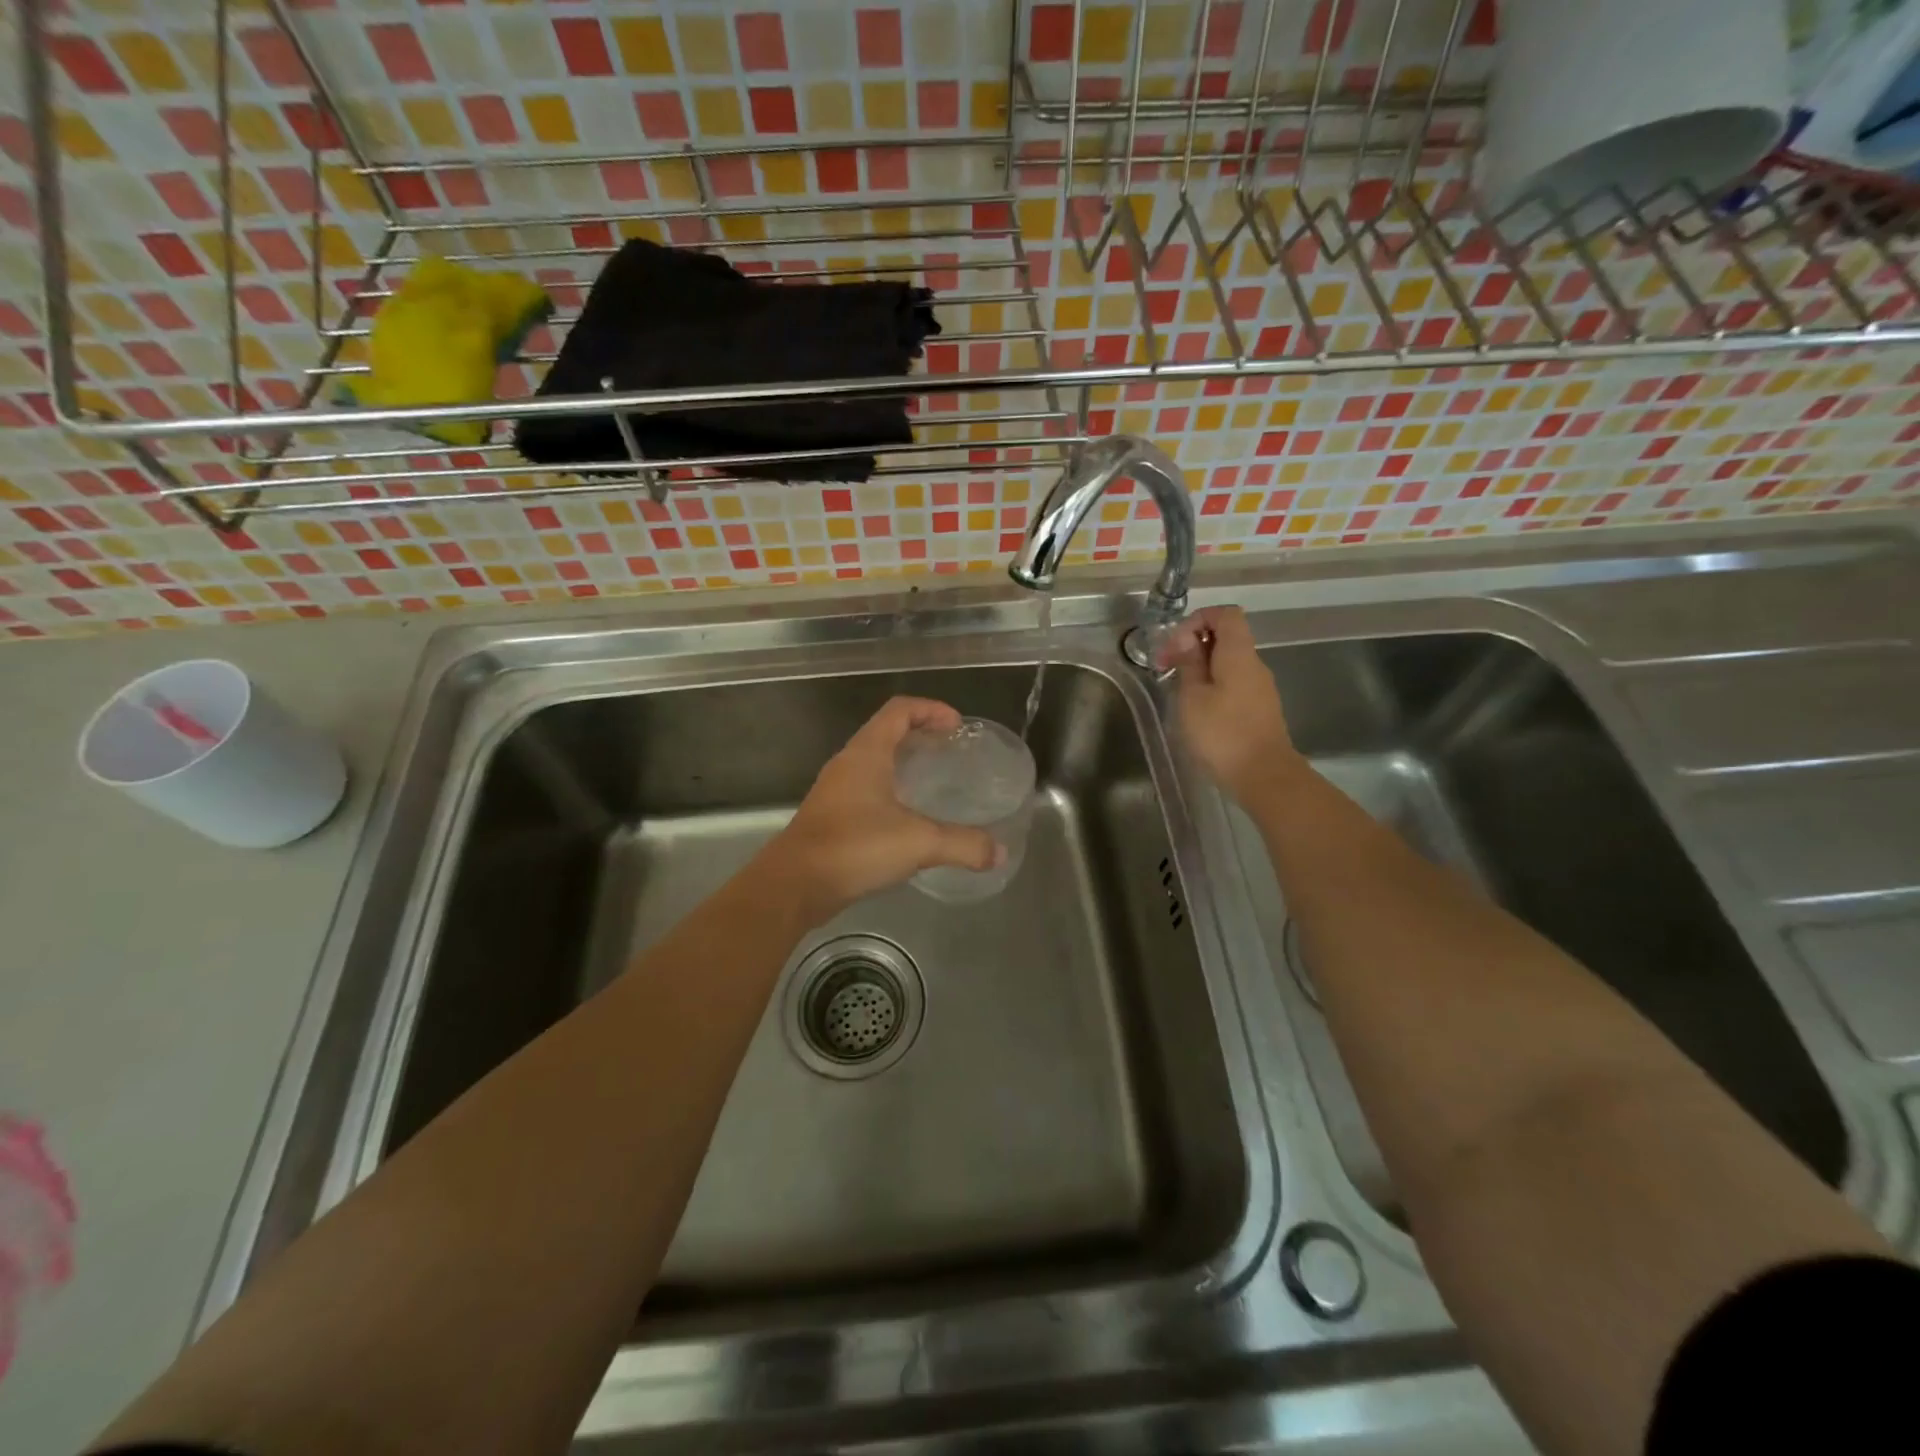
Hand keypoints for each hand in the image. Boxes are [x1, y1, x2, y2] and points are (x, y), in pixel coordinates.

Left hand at [762, 696, 1002, 922]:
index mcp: (866, 753)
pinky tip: (908, 818)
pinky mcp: (831, 816)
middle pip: (886, 732)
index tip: (957, 726)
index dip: (930, 709)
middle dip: (920, 734)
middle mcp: (848, 764)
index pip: (899, 710)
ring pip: (874, 761)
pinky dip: (891, 790)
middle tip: (951, 751)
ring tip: (934, 782)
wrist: (794, 885)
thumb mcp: (918, 843)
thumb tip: (999, 851)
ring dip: (903, 763)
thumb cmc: (854, 848)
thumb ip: (962, 845)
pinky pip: (866, 788)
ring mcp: (835, 790)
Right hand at [1157, 606, 1303, 805]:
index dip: (1198, 619)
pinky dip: (1213, 685)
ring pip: (1228, 662)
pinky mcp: (1259, 709)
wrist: (1263, 776)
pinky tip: (1196, 710)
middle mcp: (1254, 664)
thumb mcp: (1192, 696)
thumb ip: (1189, 662)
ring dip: (1201, 668)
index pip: (1225, 614)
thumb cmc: (1222, 733)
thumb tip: (1184, 638)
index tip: (1174, 644)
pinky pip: (1234, 683)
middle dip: (1193, 645)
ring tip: (1177, 691)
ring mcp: (1260, 688)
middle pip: (1227, 637)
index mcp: (1238, 654)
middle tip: (1166, 668)